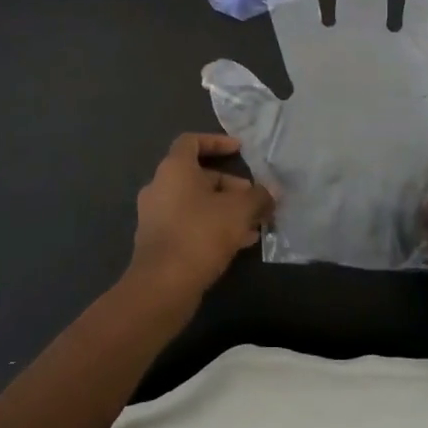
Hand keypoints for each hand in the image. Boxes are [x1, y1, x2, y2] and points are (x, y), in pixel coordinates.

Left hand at [126, 133, 274, 309]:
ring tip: (253, 225)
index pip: (192, 141)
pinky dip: (212, 227)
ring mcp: (155, 216)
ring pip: (196, 203)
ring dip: (224, 210)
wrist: (162, 286)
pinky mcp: (158, 242)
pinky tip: (238, 244)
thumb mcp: (239, 211)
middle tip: (255, 200)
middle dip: (230, 186)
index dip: (217, 142)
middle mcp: (159, 187)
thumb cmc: (200, 234)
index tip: (240, 150)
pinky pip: (189, 224)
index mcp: (174, 169)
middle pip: (198, 176)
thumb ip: (258, 197)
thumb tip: (272, 192)